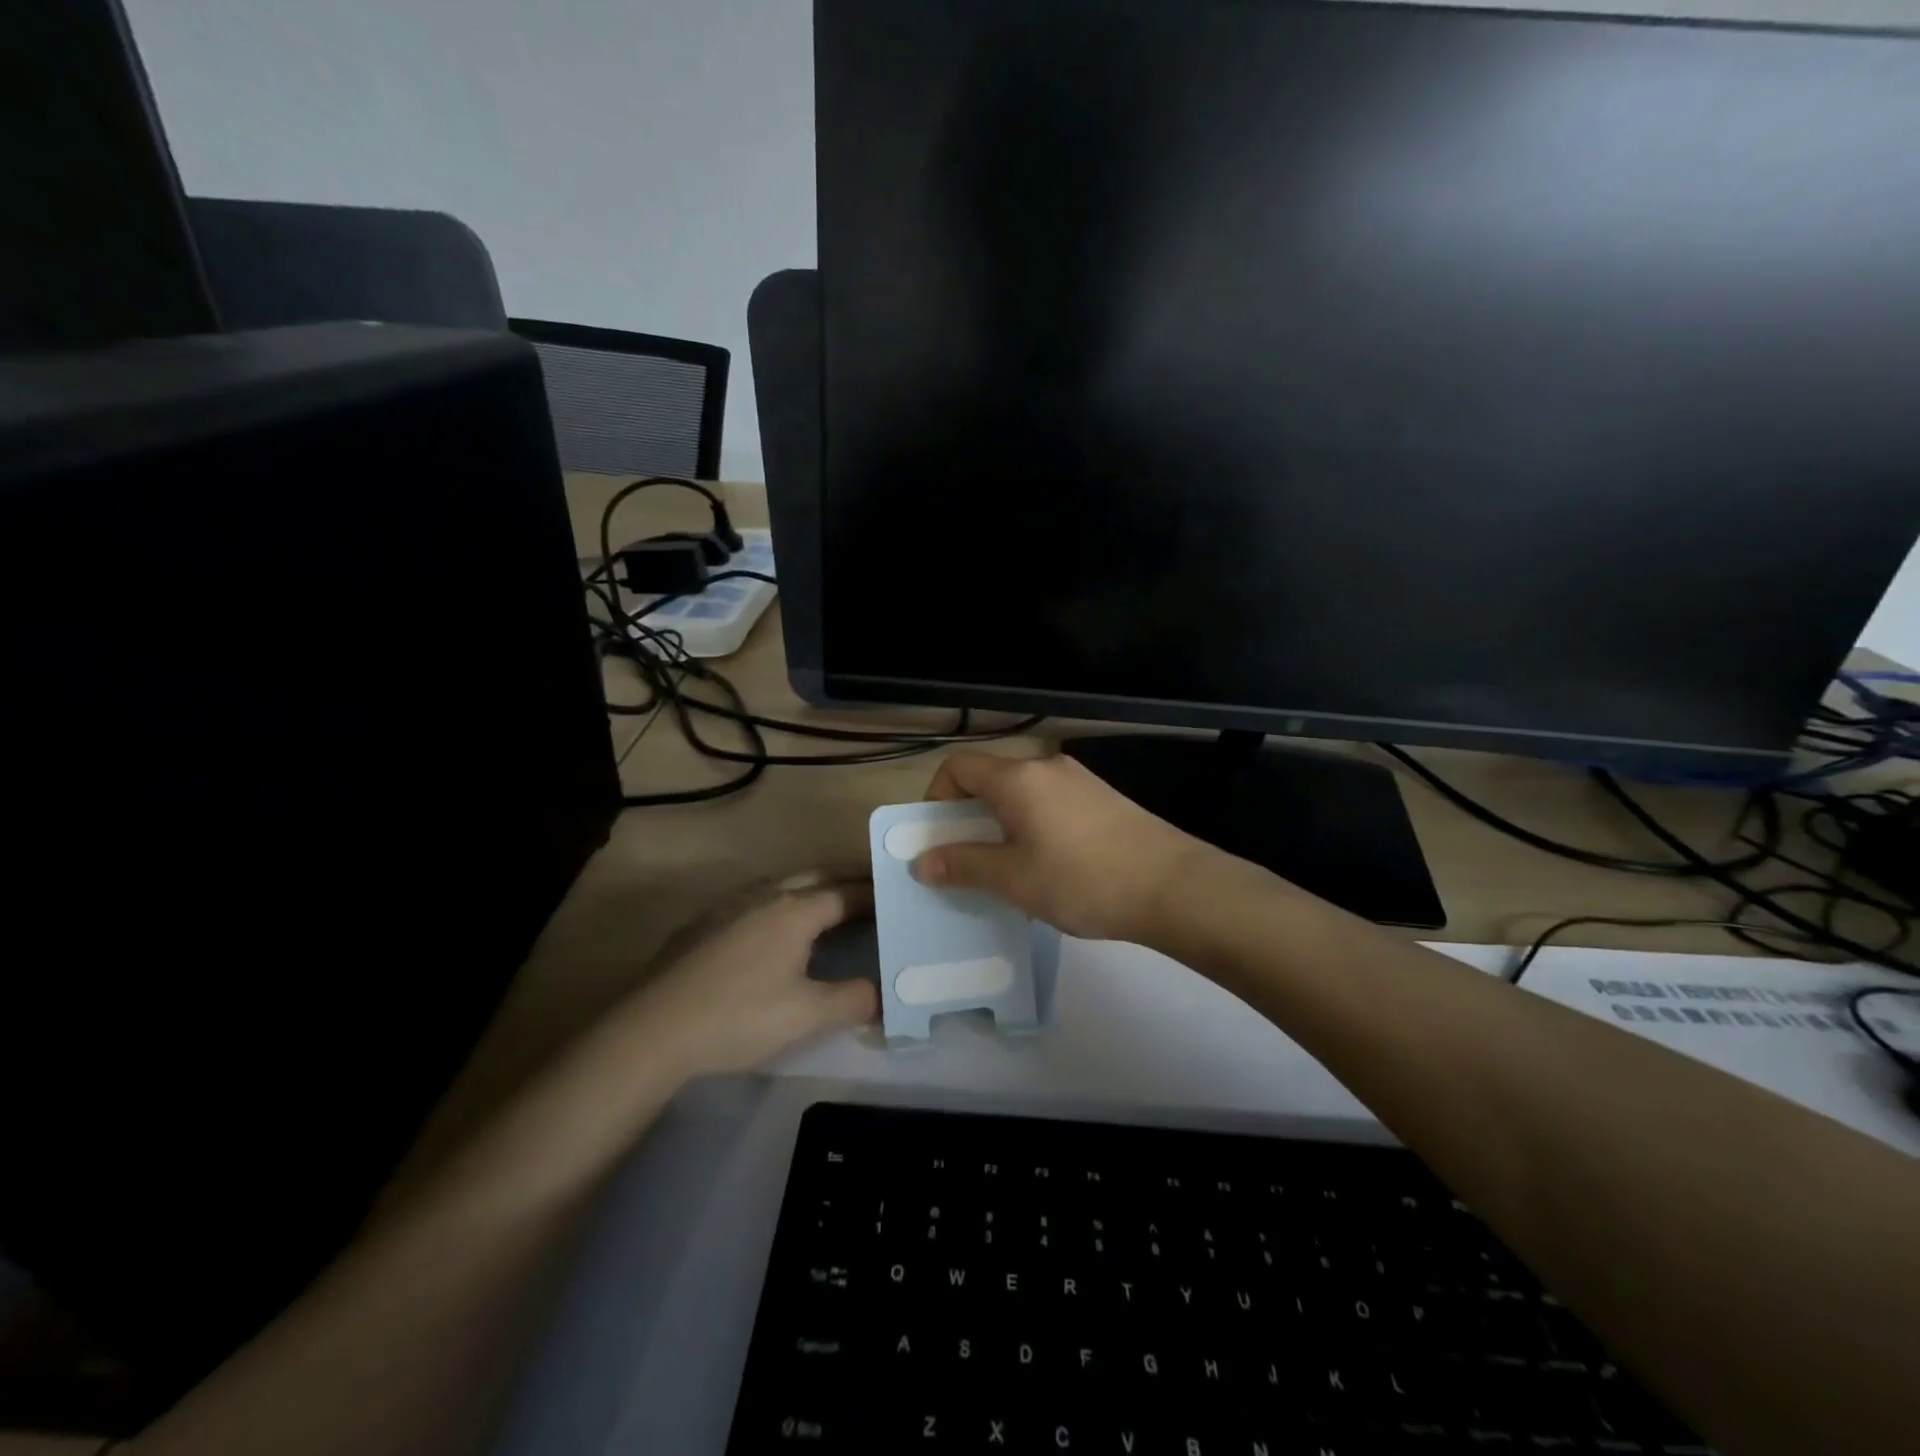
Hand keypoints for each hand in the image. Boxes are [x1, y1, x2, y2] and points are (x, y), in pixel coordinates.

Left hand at [631, 875, 878, 1075]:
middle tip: (871, 887)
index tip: (896, 896)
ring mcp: (730, 906)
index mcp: (796, 910)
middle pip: (816, 876)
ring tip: (829, 903)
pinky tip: (773, 928)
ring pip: (782, 884)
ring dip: (811, 887)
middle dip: (846, 878)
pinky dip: (779, 903)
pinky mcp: (703, 924)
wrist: (654, 1030)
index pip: (847, 892)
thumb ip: (853, 1000)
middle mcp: (765, 895)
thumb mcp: (807, 1016)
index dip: (874, 893)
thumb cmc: (740, 1017)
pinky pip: (754, 900)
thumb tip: (883, 995)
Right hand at [915, 752, 1213, 943]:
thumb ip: (964, 864)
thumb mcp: (1014, 878)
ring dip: (1002, 823)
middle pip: (991, 778)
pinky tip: (1049, 866)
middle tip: (966, 860)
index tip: (937, 837)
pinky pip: (1051, 803)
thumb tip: (921, 862)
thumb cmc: (1083, 879)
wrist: (1173, 886)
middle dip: (968, 815)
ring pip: (1022, 793)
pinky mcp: (1103, 799)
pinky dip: (1033, 825)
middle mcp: (1046, 767)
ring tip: (1008, 869)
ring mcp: (1080, 780)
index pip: (958, 766)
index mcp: (1017, 778)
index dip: (936, 796)